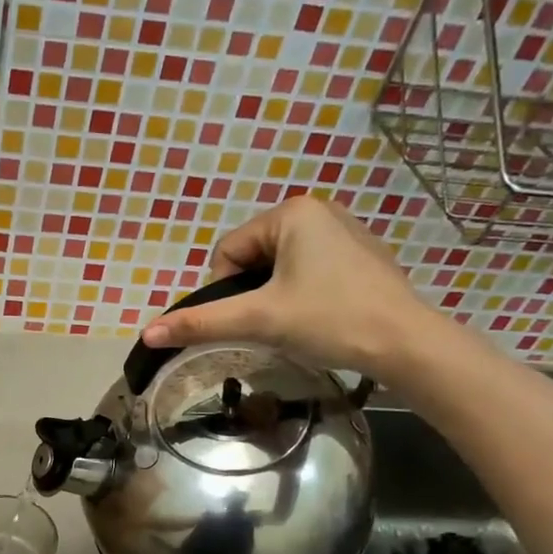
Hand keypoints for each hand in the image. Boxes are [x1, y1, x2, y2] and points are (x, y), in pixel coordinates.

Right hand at [140, 195, 445, 375]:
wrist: (404, 343)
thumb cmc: (329, 320)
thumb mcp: (259, 320)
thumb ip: (201, 323)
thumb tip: (147, 333)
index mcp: (292, 212)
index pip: (228, 251)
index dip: (225, 290)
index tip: (247, 319)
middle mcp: (318, 210)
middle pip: (254, 257)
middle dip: (253, 293)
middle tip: (270, 325)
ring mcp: (344, 231)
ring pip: (280, 267)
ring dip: (275, 296)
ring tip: (294, 324)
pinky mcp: (360, 255)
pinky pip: (309, 270)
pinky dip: (301, 294)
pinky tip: (319, 317)